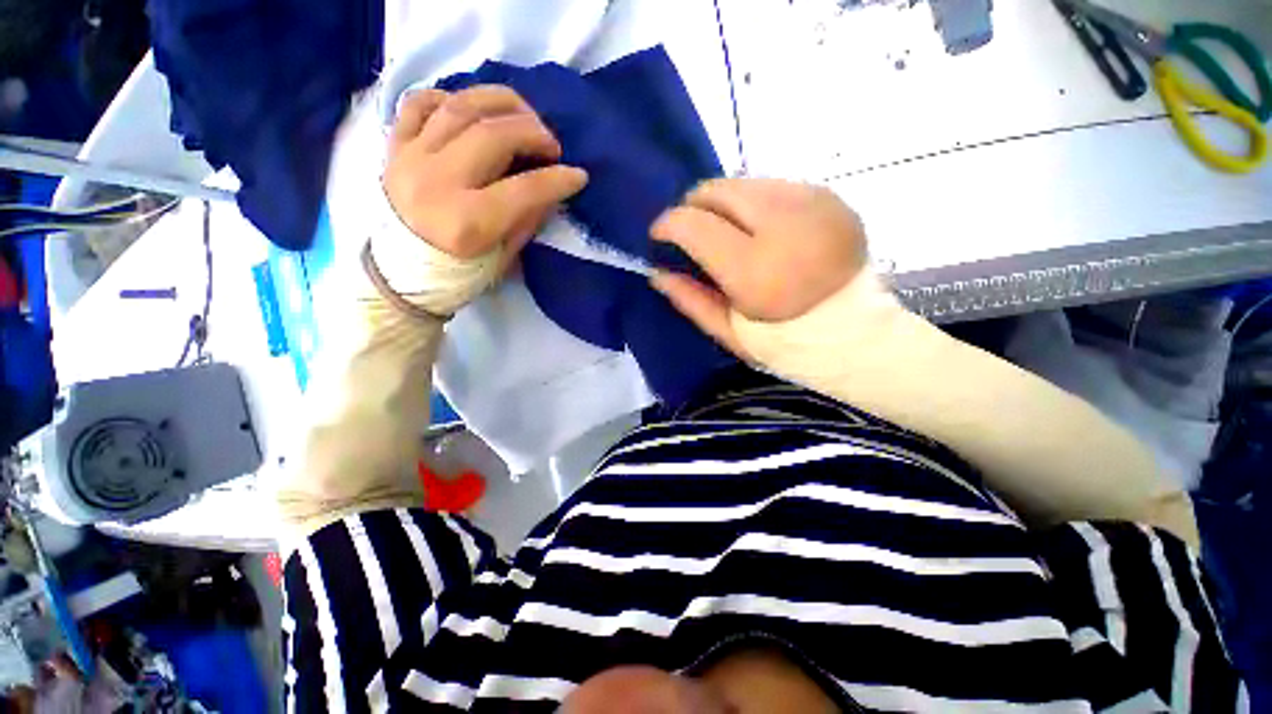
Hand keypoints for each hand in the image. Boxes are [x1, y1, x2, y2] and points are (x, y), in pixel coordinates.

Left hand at [374, 86, 587, 314]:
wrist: (402, 271)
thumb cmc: (460, 271)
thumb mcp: (504, 255)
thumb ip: (528, 217)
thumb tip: (552, 185)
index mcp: (467, 222)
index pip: (524, 189)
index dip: (557, 179)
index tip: (578, 175)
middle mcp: (436, 183)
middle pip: (493, 135)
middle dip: (533, 132)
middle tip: (551, 145)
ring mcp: (410, 158)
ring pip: (460, 106)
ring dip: (501, 102)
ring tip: (524, 115)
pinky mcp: (394, 146)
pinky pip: (420, 102)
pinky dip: (451, 97)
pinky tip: (474, 111)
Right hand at [649, 178, 873, 362]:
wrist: (855, 331)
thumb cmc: (785, 341)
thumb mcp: (730, 332)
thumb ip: (690, 300)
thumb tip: (657, 272)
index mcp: (756, 271)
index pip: (696, 225)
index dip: (668, 224)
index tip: (660, 233)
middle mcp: (785, 226)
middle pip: (719, 191)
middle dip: (694, 206)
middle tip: (692, 229)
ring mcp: (813, 205)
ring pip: (744, 182)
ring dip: (724, 203)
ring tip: (726, 230)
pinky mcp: (830, 197)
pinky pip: (774, 185)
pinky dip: (755, 202)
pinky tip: (760, 228)